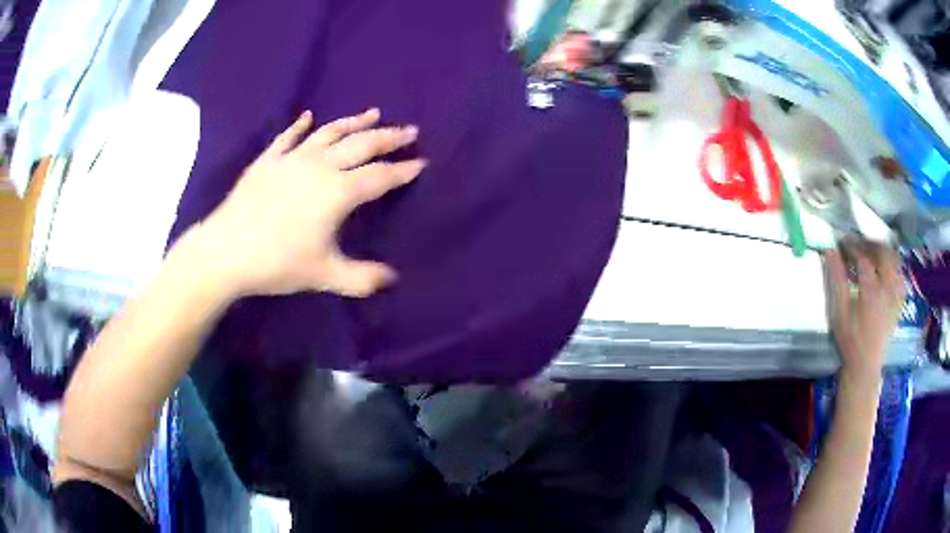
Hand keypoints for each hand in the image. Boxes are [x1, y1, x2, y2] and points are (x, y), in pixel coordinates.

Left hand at [191, 109, 425, 298]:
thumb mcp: (324, 275)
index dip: (403, 170)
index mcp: (338, 192)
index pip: (380, 177)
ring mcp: (291, 160)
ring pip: (329, 133)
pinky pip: (287, 137)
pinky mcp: (267, 161)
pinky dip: (299, 126)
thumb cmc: (277, 263)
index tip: (422, 162)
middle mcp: (320, 167)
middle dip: (389, 138)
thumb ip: (362, 277)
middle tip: (409, 130)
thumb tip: (393, 279)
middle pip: (361, 146)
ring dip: (353, 122)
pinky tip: (308, 116)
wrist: (226, 251)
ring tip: (373, 113)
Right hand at [824, 242, 905, 379]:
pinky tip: (885, 268)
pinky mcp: (899, 300)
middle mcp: (887, 289)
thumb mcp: (839, 313)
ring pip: (894, 261)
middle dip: (869, 244)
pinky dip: (893, 265)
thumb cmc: (850, 340)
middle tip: (858, 244)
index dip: (852, 246)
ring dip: (882, 252)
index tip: (842, 242)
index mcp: (871, 292)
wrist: (865, 365)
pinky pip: (900, 274)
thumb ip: (836, 280)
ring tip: (871, 253)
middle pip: (883, 253)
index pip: (863, 258)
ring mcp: (895, 294)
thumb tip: (829, 251)